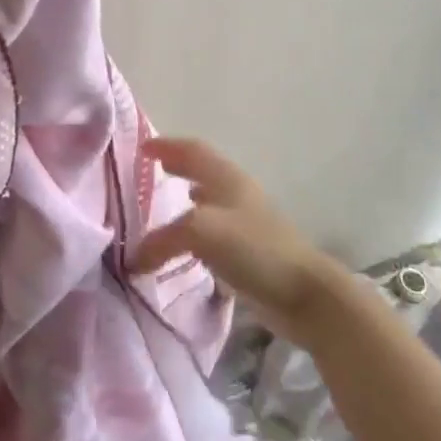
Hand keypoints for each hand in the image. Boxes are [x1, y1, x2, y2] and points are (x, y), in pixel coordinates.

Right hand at [132, 137, 354, 344]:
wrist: (305, 294)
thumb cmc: (254, 249)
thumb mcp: (201, 232)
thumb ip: (163, 239)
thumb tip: (134, 258)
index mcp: (227, 178)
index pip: (194, 150)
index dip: (168, 145)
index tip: (143, 147)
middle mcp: (237, 194)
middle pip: (203, 171)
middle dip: (178, 167)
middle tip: (152, 170)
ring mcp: (246, 222)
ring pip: (210, 200)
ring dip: (188, 197)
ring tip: (166, 205)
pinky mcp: (250, 252)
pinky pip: (214, 232)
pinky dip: (196, 230)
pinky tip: (188, 246)